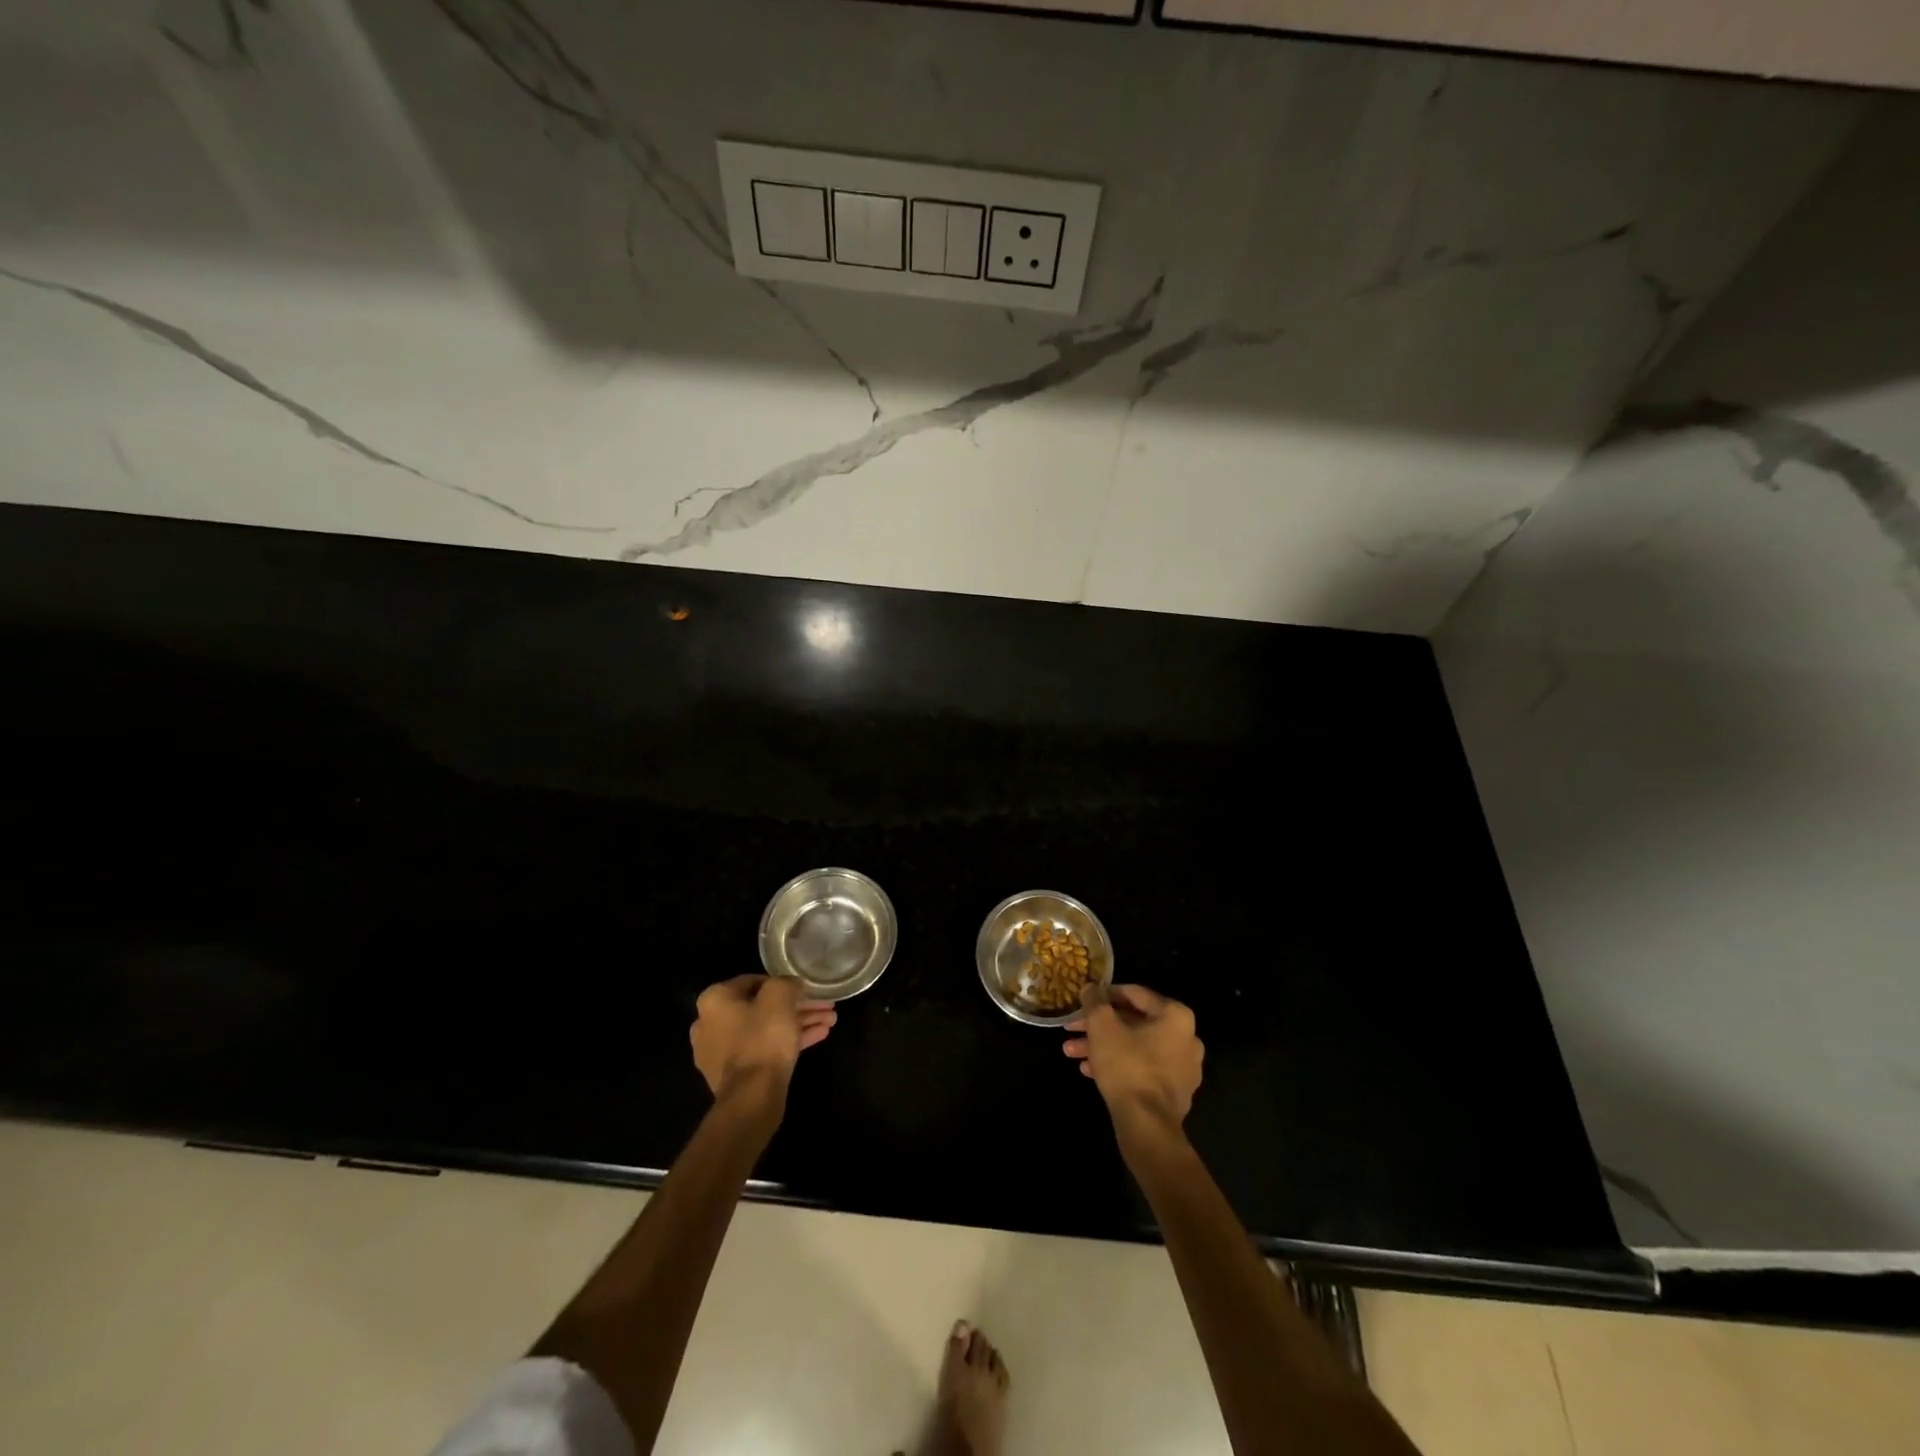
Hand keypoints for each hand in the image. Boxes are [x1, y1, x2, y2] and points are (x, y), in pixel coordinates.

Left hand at [690, 975, 835, 1102]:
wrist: (751, 1097)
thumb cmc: (763, 1039)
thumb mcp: (780, 997)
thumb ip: (786, 983)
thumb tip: (791, 985)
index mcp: (714, 1000)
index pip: (754, 981)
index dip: (784, 983)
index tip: (807, 989)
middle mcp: (710, 1023)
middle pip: (762, 1007)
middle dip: (798, 1006)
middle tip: (824, 1007)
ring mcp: (720, 1052)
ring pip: (766, 1029)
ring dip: (798, 1023)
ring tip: (830, 1022)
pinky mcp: (734, 1074)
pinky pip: (764, 1049)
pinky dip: (788, 1042)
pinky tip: (820, 1036)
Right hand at [1063, 983, 1203, 1129]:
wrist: (1147, 1126)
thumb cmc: (1126, 1065)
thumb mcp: (1102, 1026)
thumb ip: (1095, 1001)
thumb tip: (1091, 986)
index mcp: (1175, 1015)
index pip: (1134, 994)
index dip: (1103, 995)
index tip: (1083, 1001)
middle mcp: (1186, 1037)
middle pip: (1133, 1022)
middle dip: (1098, 1026)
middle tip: (1072, 1029)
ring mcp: (1183, 1067)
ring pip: (1135, 1046)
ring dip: (1103, 1047)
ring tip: (1073, 1054)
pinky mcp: (1175, 1091)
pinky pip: (1143, 1068)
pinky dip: (1119, 1065)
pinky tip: (1090, 1071)